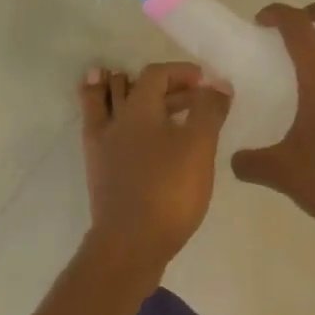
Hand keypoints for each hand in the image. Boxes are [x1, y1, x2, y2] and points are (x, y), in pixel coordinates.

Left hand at [79, 62, 230, 270]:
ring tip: (122, 81)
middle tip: (188, 93)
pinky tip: (120, 128)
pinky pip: (97, 130)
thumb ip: (209, 110)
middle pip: (130, 88)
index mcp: (138, 110)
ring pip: (104, 105)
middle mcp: (114, 122)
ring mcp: (101, 147)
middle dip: (160, 85)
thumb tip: (217, 83)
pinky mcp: (98, 171)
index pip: (155, 75)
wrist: (131, 242)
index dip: (181, 72)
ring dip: (115, 90)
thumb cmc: (169, 190)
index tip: (204, 82)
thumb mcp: (199, 147)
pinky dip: (105, 117)